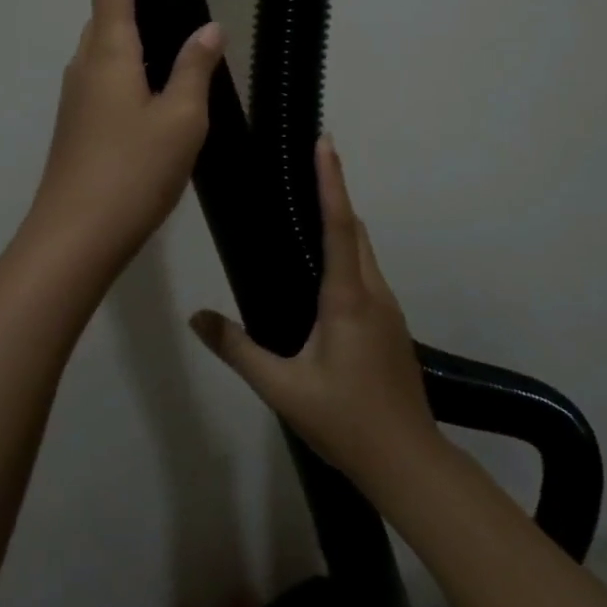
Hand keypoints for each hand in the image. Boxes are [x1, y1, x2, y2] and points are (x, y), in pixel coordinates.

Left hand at [23, 0, 225, 280]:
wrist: (74, 238)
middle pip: (114, 7)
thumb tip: (208, 31)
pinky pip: (114, 76)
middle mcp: (87, 59)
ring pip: (116, 47)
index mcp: (110, 47)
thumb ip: (195, 69)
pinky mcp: (81, 119)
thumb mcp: (181, 120)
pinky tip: (166, 99)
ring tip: (185, 56)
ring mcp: (79, 91)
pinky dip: (140, 72)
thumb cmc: (131, 173)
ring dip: (145, 40)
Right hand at [189, 137, 444, 486]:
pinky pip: (367, 274)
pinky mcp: (392, 327)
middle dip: (335, 193)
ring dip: (342, 224)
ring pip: (365, 252)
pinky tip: (324, 273)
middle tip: (310, 164)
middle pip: (356, 230)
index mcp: (347, 298)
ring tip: (309, 208)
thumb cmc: (345, 421)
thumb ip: (238, 350)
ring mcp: (388, 310)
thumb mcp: (282, 389)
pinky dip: (348, 254)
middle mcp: (373, 293)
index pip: (339, 225)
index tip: (325, 143)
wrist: (409, 463)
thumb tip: (197, 318)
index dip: (331, 181)